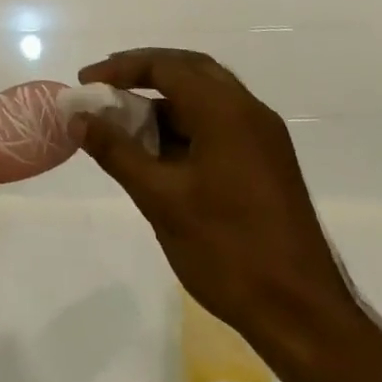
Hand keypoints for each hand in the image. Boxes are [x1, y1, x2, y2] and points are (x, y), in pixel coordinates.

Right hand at [78, 49, 351, 334]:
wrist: (302, 315)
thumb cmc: (227, 250)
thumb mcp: (160, 200)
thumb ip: (117, 152)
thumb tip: (79, 118)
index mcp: (226, 112)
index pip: (166, 66)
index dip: (121, 69)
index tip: (85, 83)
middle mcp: (249, 112)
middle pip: (190, 70)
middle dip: (144, 72)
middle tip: (105, 86)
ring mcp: (263, 137)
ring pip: (206, 97)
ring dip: (164, 100)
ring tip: (124, 119)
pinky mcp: (268, 162)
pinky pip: (220, 123)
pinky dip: (185, 123)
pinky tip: (159, 151)